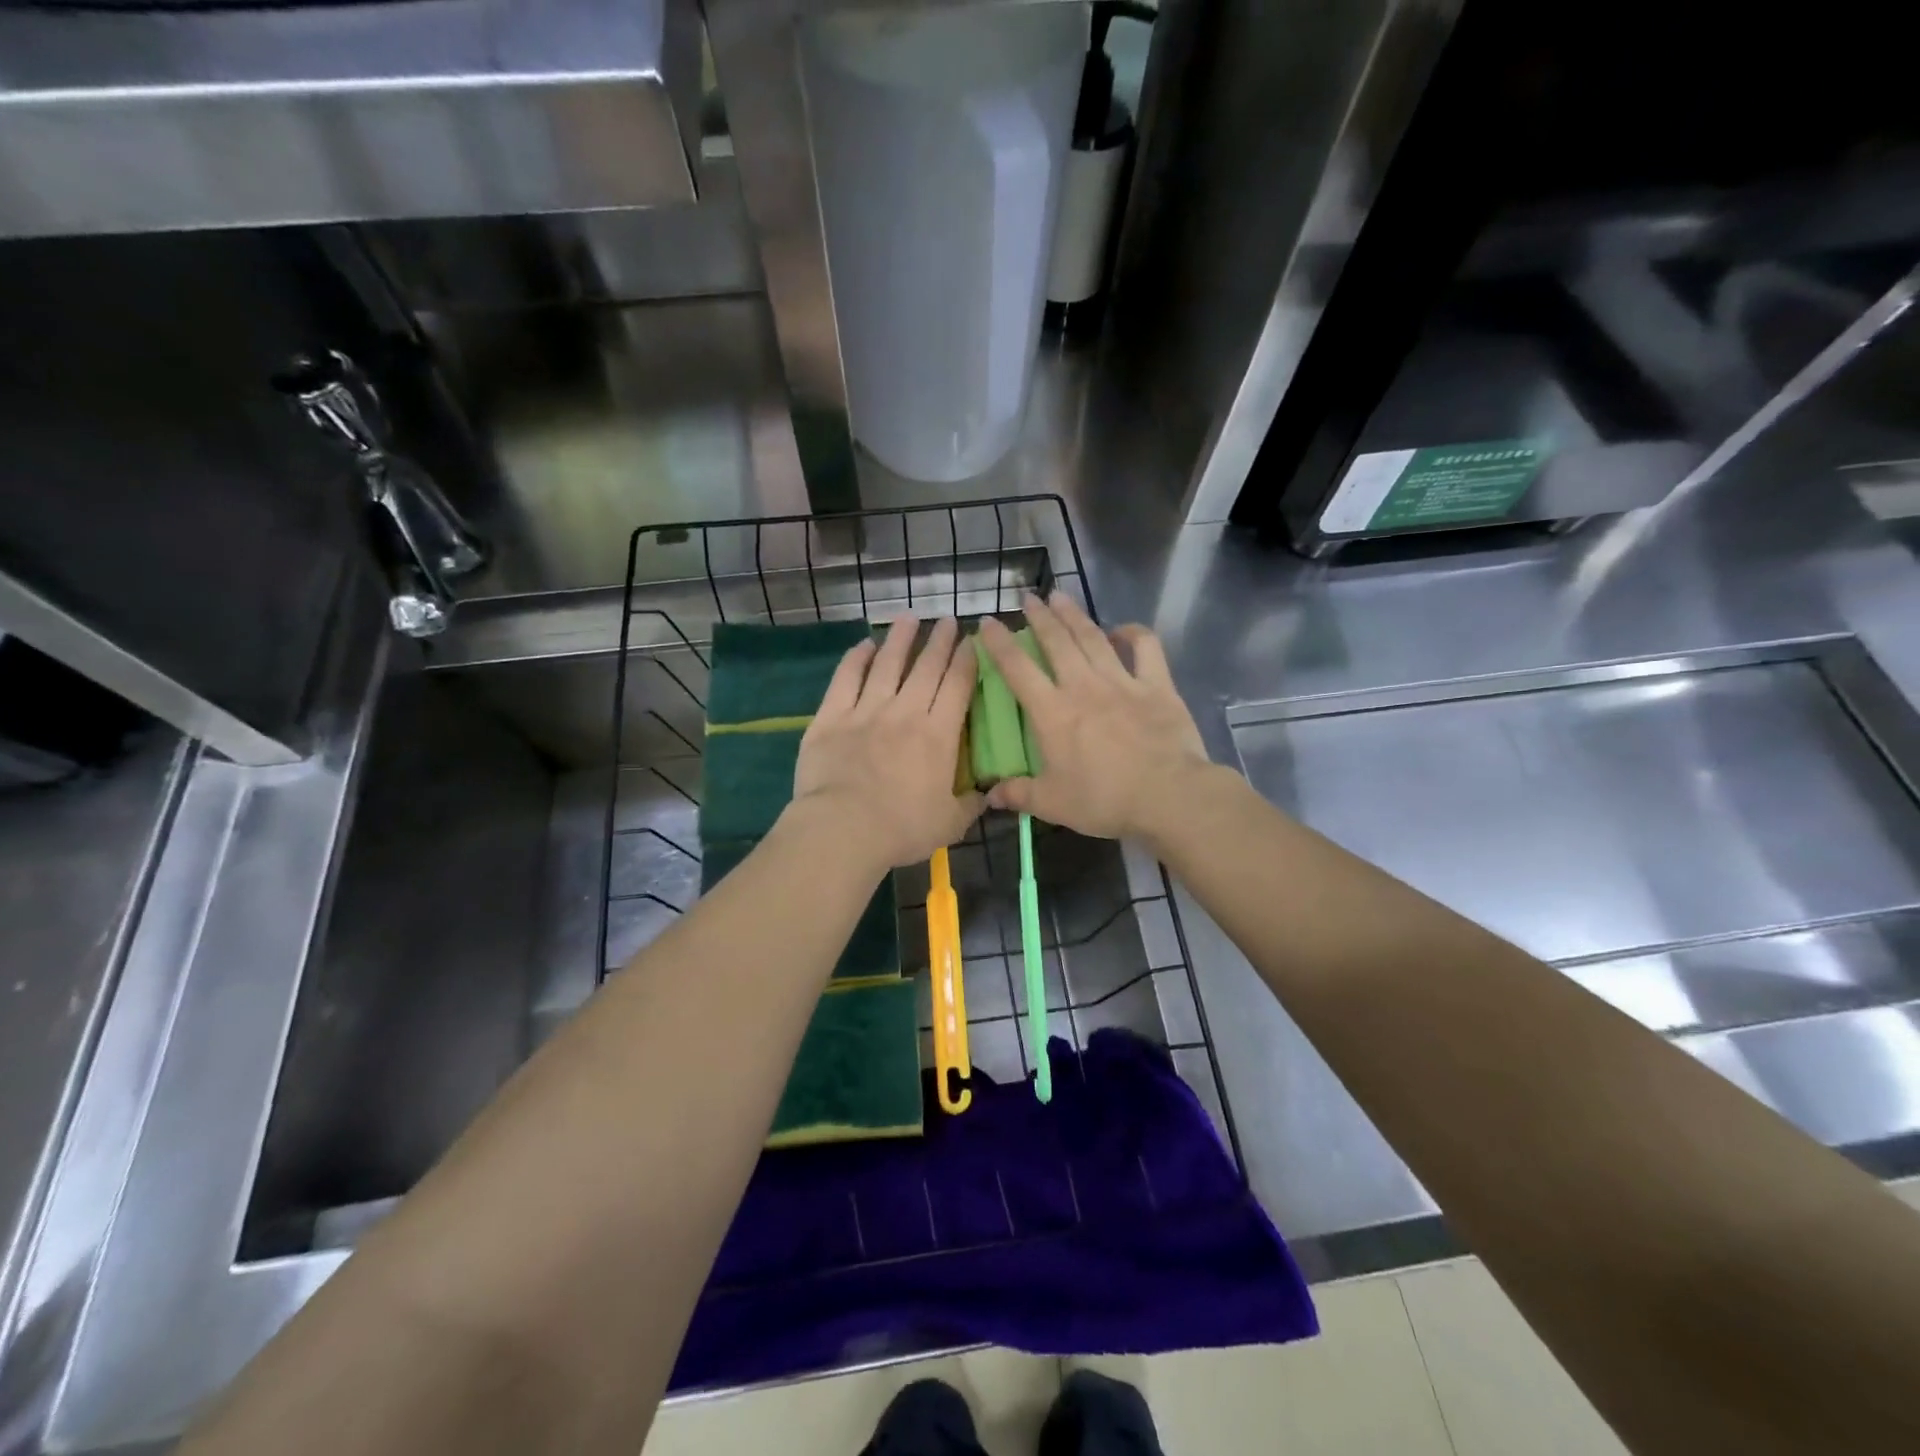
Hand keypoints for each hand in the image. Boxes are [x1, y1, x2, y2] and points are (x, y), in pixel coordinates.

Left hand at [790, 616, 983, 869]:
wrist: (843, 829)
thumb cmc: (902, 828)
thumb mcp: (950, 823)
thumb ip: (971, 804)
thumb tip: (990, 793)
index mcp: (939, 734)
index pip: (958, 685)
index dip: (967, 659)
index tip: (973, 640)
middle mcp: (906, 711)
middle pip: (926, 666)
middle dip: (940, 640)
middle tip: (948, 620)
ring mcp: (866, 710)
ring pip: (887, 663)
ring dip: (900, 638)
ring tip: (909, 618)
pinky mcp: (832, 716)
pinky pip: (846, 678)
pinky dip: (856, 658)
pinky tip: (864, 645)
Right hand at [978, 593, 1213, 841]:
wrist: (1168, 796)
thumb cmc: (1104, 800)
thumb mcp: (1052, 804)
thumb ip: (1018, 795)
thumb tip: (988, 795)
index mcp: (1053, 712)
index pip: (1017, 669)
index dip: (999, 643)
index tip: (987, 622)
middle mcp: (1083, 686)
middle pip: (1056, 641)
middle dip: (1039, 617)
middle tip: (1028, 597)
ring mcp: (1122, 681)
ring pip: (1092, 637)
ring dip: (1074, 614)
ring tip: (1060, 596)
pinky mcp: (1156, 685)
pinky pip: (1145, 647)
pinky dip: (1133, 632)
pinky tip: (1121, 629)